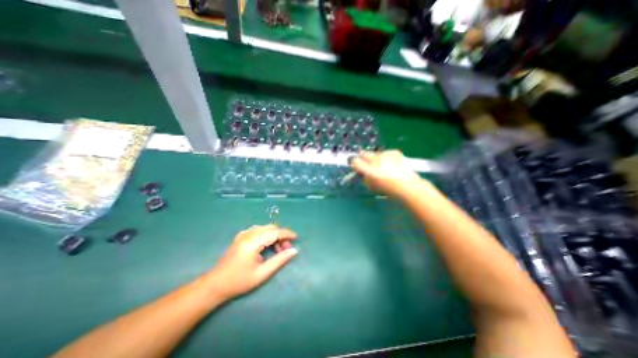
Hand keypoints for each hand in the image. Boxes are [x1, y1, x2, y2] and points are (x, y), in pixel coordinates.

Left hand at [210, 225, 298, 299]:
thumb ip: (279, 260)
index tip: (296, 238)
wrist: (215, 285)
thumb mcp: (262, 273)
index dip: (287, 233)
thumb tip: (294, 251)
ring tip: (278, 249)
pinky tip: (267, 245)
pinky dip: (266, 235)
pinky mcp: (241, 236)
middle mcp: (248, 234)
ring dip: (274, 235)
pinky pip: (258, 230)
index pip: (274, 232)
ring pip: (265, 228)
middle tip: (286, 248)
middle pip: (270, 228)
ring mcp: (243, 234)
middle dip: (281, 235)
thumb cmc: (239, 281)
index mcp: (252, 242)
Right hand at [351, 148, 424, 197]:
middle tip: (367, 166)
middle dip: (363, 159)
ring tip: (382, 167)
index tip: (356, 168)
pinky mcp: (394, 152)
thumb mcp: (370, 186)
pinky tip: (390, 164)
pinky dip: (385, 157)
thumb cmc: (387, 189)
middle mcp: (375, 159)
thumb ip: (363, 177)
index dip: (354, 164)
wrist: (407, 186)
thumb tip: (361, 172)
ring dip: (374, 158)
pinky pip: (385, 153)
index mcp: (368, 169)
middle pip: (363, 154)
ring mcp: (385, 154)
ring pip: (374, 153)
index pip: (354, 161)